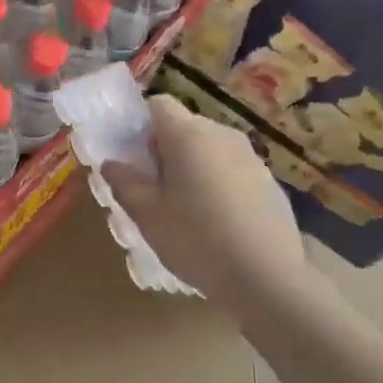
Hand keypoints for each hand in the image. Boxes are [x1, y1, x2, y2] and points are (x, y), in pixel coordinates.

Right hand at [101, 95, 304, 310]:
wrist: (267, 277)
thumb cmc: (196, 240)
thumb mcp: (147, 216)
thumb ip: (124, 183)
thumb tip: (111, 163)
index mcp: (188, 135)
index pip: (158, 104)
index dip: (140, 125)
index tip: (133, 157)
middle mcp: (222, 134)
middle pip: (185, 126)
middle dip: (165, 149)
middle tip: (153, 188)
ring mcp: (251, 157)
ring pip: (210, 149)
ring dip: (193, 167)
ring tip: (186, 210)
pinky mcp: (270, 181)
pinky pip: (233, 170)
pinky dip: (219, 185)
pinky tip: (218, 224)